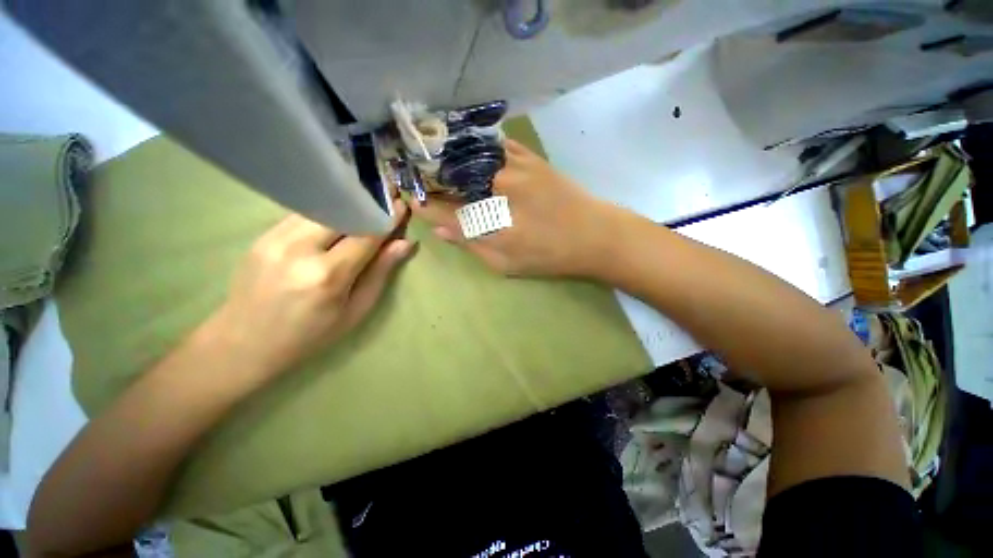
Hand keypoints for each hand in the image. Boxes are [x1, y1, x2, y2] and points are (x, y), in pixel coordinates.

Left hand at [209, 199, 414, 376]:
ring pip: (322, 208)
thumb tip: (405, 243)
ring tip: (364, 209)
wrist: (244, 343)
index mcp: (328, 275)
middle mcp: (299, 249)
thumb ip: (380, 272)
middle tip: (386, 200)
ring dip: (347, 207)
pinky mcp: (262, 235)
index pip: (366, 234)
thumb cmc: (311, 335)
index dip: (387, 218)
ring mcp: (275, 239)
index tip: (402, 205)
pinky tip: (336, 222)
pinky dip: (326, 214)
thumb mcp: (356, 310)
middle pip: (343, 212)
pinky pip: (303, 215)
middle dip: (368, 204)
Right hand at [410, 139, 616, 276]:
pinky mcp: (529, 156)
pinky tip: (464, 147)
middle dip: (430, 177)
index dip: (424, 205)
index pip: (445, 210)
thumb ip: (472, 244)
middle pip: (452, 177)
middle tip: (414, 176)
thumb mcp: (507, 263)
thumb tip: (440, 230)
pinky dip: (474, 145)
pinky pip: (493, 144)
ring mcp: (514, 165)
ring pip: (469, 155)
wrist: (595, 235)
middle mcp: (497, 187)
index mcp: (491, 219)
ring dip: (447, 157)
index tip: (410, 200)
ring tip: (431, 158)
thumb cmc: (550, 256)